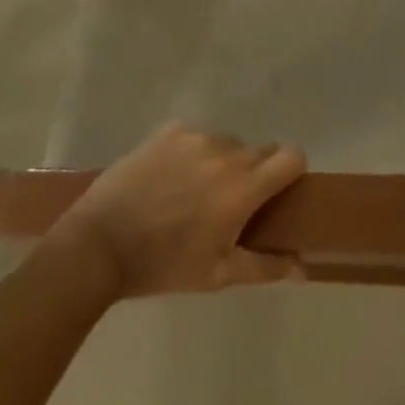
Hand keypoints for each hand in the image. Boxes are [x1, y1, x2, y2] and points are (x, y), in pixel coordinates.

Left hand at [53, 123, 306, 296]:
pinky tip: (170, 177)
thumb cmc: (164, 265)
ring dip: (222, 162)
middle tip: (231, 202)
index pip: (291, 155)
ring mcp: (195, 135)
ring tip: (194, 192)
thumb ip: (265, 267)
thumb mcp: (217, 275)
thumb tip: (303, 266)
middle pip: (260, 150)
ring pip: (227, 142)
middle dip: (255, 172)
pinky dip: (193, 152)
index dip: (292, 171)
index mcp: (242, 187)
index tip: (279, 192)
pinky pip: (196, 135)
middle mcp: (225, 152)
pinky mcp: (169, 129)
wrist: (100, 244)